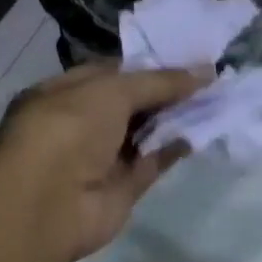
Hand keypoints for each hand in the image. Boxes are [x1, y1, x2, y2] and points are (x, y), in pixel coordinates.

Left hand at [0, 61, 211, 261]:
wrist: (48, 204)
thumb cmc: (68, 130)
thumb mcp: (111, 91)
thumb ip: (157, 82)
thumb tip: (203, 72)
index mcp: (63, 93)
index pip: (110, 72)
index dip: (147, 64)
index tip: (186, 56)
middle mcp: (80, 124)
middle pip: (130, 102)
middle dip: (166, 90)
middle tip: (208, 77)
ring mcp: (101, 158)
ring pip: (143, 133)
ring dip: (175, 118)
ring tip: (214, 98)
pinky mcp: (121, 188)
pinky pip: (152, 163)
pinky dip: (174, 149)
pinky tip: (202, 132)